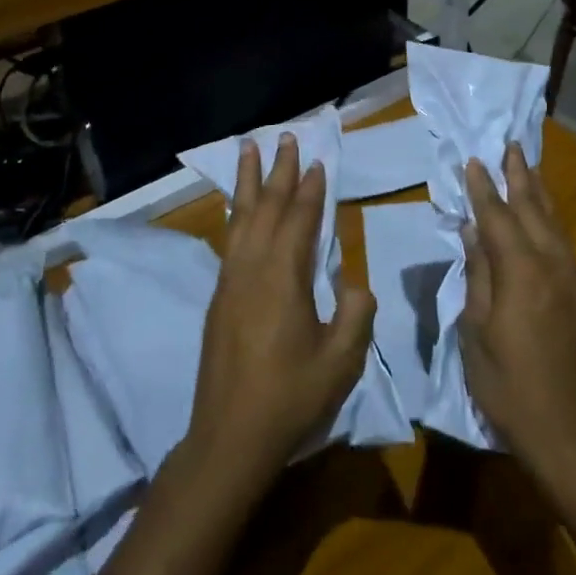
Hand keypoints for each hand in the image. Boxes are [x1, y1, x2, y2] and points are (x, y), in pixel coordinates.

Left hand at [186, 134, 374, 484]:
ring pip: (240, 218)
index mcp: (283, 278)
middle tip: (284, 137)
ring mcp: (229, 282)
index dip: (311, 189)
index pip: (300, 220)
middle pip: (266, 208)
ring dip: (248, 182)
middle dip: (278, 171)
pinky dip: (236, 213)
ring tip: (249, 151)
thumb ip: (356, 313)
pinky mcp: (218, 298)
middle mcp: (252, 269)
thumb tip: (354, 284)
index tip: (317, 161)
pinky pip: (230, 239)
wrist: (230, 437)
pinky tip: (239, 209)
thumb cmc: (291, 398)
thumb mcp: (341, 360)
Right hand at [461, 143, 575, 479]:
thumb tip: (474, 233)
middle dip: (521, 176)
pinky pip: (565, 246)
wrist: (569, 431)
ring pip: (556, 224)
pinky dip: (551, 223)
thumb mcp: (476, 331)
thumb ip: (477, 276)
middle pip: (535, 209)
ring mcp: (575, 280)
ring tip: (530, 169)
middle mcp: (554, 265)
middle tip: (511, 145)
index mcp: (521, 272)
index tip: (474, 160)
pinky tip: (545, 221)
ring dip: (541, 193)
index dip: (484, 188)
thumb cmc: (508, 384)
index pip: (498, 217)